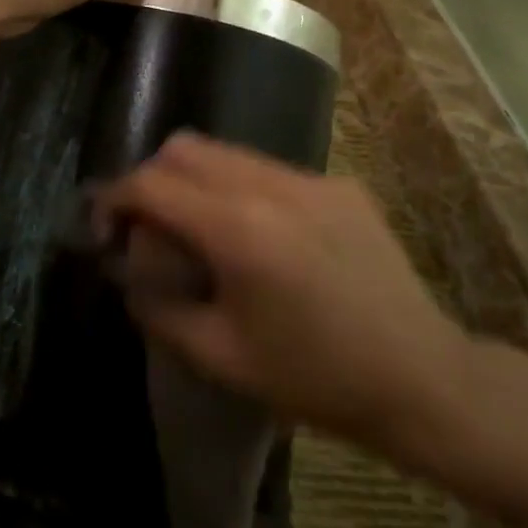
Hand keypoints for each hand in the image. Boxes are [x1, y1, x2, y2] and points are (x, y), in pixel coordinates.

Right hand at [94, 133, 476, 462]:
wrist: (423, 380)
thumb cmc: (315, 378)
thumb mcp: (220, 357)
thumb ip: (158, 308)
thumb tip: (126, 274)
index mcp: (238, 229)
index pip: (151, 184)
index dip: (113, 199)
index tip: (104, 228)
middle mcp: (271, 185)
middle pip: (184, 148)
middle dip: (152, 179)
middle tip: (150, 227)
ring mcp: (310, 179)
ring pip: (227, 152)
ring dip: (196, 180)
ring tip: (201, 229)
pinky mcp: (339, 184)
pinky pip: (269, 169)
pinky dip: (242, 189)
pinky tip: (261, 238)